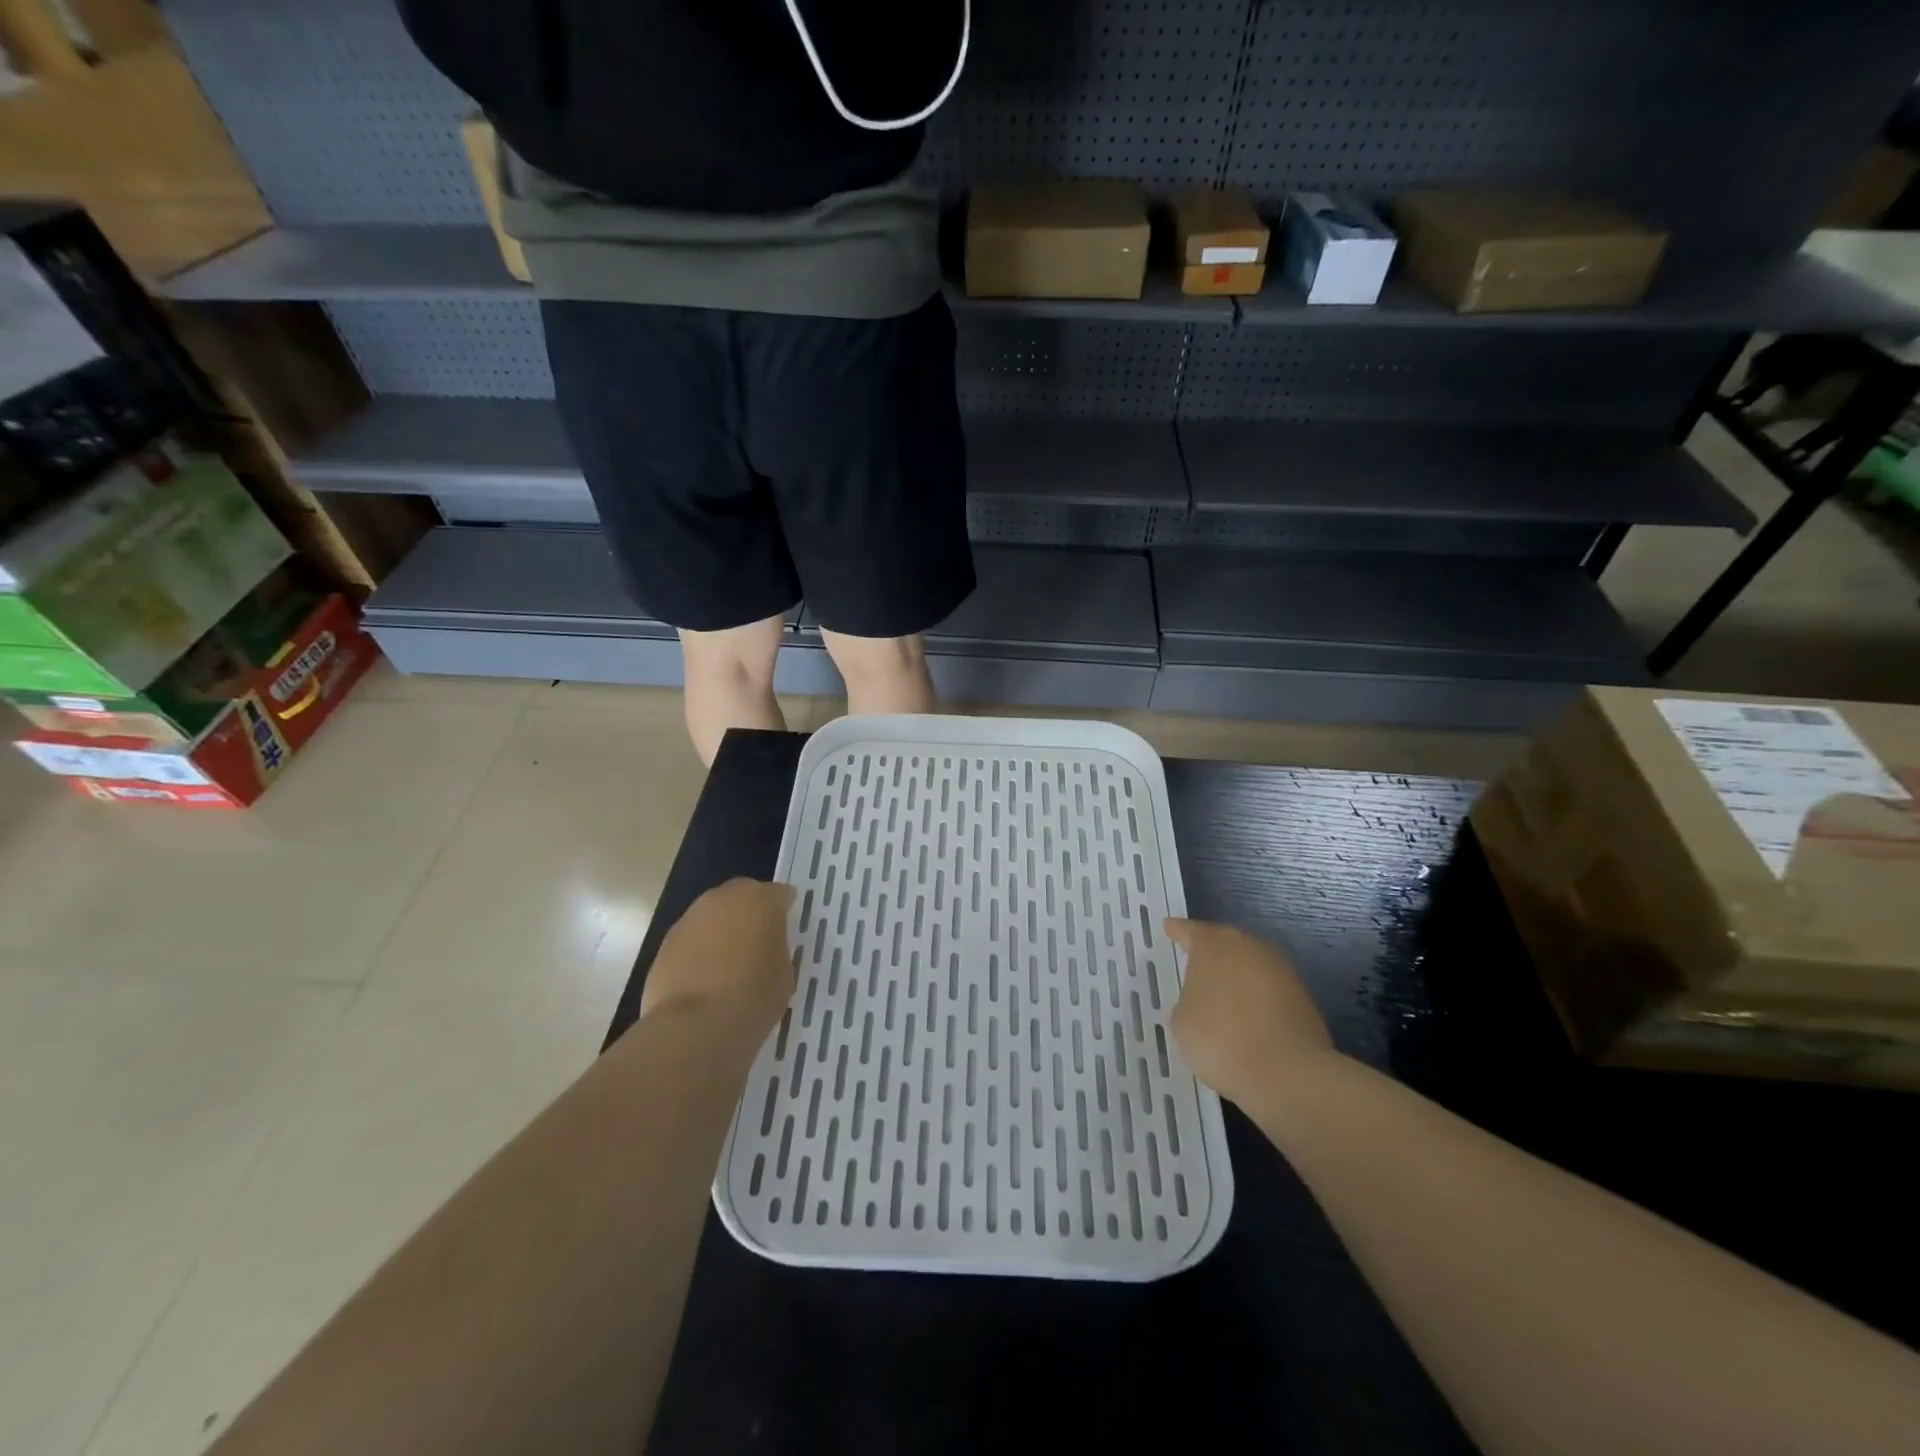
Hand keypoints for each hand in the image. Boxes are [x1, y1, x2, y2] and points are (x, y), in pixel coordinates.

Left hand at [641, 879, 797, 1033]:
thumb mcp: (784, 973)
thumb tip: (766, 947)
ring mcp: (691, 919)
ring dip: (722, 930)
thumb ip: (777, 949)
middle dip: (750, 912)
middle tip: (758, 940)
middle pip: (742, 895)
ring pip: (713, 915)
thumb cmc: (754, 997)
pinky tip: (704, 978)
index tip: (787, 928)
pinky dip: (699, 950)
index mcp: (761, 901)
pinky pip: (692, 939)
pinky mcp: (666, 943)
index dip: (784, 909)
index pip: (780, 894)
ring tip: (729, 963)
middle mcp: (724, 899)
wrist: (695, 1026)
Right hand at [1166, 918, 1335, 1106]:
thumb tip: (1204, 1000)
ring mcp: (1279, 969)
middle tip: (1195, 963)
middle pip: (1225, 941)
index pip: (1189, 930)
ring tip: (1222, 994)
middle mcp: (1248, 946)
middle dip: (1211, 951)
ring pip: (1250, 963)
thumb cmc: (1221, 1039)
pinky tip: (1247, 1016)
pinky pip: (1268, 988)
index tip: (1169, 927)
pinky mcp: (1302, 996)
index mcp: (1213, 945)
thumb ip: (1188, 999)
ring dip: (1236, 974)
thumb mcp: (1182, 1020)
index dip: (1177, 931)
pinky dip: (1256, 997)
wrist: (1288, 1073)